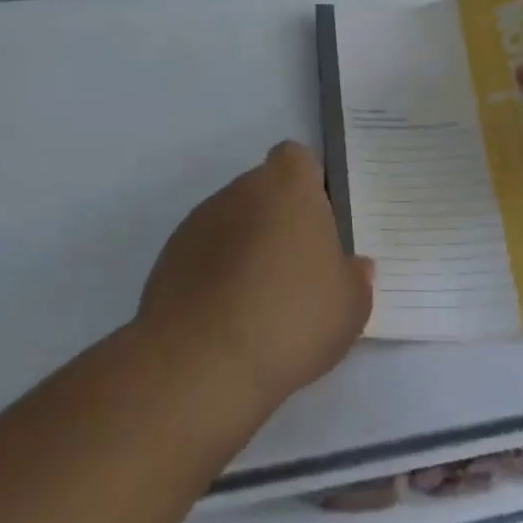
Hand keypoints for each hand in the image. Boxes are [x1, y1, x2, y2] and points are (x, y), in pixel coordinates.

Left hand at [138, 141, 373, 417]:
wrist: (200, 364)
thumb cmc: (291, 318)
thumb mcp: (350, 306)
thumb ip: (355, 278)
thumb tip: (353, 267)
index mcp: (288, 186)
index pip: (297, 158)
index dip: (309, 185)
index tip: (319, 224)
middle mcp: (241, 191)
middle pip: (264, 192)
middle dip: (278, 222)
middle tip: (297, 272)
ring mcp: (198, 223)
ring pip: (232, 223)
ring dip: (245, 250)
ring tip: (260, 306)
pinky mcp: (168, 260)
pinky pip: (203, 257)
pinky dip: (215, 277)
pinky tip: (227, 323)